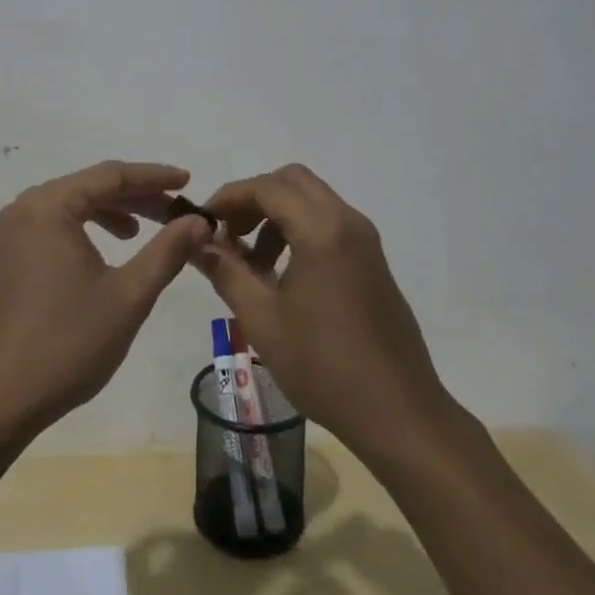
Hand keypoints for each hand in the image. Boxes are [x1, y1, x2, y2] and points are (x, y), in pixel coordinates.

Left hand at [0, 160, 210, 443]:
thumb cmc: (67, 343)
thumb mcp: (129, 295)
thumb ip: (167, 251)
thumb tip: (199, 222)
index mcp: (49, 206)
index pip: (111, 175)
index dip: (154, 177)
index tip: (188, 182)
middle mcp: (24, 209)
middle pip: (89, 187)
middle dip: (135, 197)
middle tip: (175, 212)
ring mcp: (10, 234)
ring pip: (71, 206)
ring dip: (111, 213)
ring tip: (143, 232)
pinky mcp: (7, 259)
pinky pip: (53, 227)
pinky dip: (85, 230)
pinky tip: (105, 252)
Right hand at [194, 164, 451, 459]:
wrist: (398, 413)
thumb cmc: (324, 366)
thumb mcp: (262, 320)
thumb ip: (226, 272)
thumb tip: (196, 243)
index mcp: (322, 231)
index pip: (267, 187)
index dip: (230, 197)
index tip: (204, 222)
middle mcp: (348, 222)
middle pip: (292, 181)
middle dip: (254, 199)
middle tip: (229, 235)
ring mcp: (365, 240)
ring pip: (312, 200)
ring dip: (276, 215)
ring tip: (252, 263)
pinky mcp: (372, 260)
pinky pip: (329, 223)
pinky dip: (299, 230)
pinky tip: (282, 275)